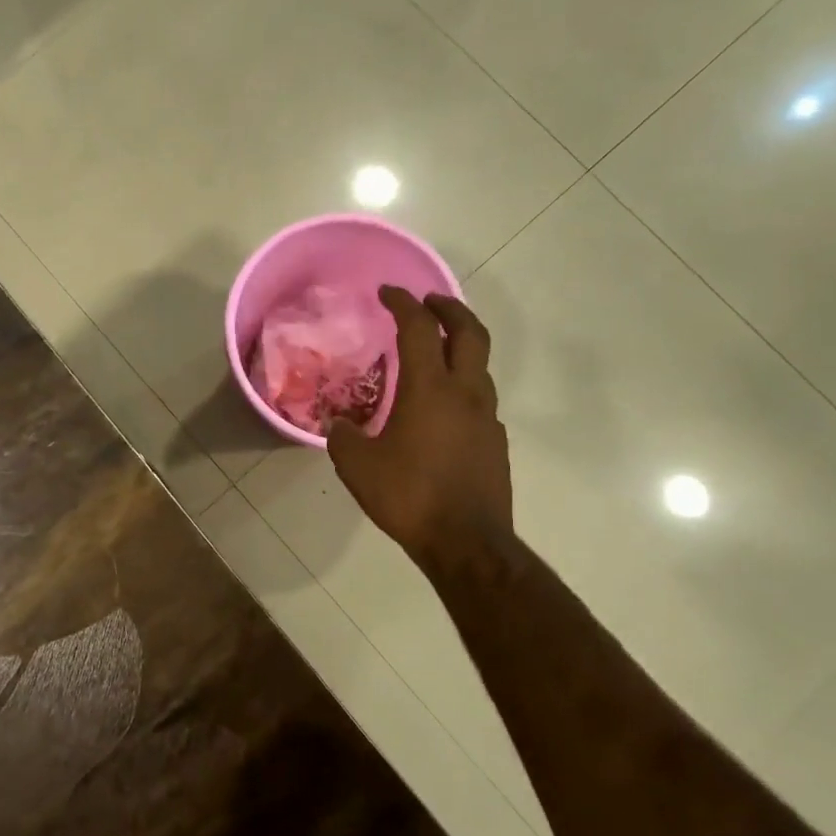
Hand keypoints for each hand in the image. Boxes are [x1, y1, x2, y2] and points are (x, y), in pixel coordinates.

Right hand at [328, 287, 512, 568]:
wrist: (467, 543)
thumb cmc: (409, 496)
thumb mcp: (358, 466)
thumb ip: (344, 437)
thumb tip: (339, 425)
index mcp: (430, 389)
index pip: (419, 328)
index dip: (403, 303)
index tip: (388, 292)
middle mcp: (466, 392)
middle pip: (469, 332)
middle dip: (449, 308)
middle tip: (428, 302)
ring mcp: (487, 417)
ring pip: (480, 365)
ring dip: (459, 347)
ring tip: (434, 354)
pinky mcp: (496, 442)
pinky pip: (481, 399)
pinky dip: (463, 386)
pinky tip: (443, 409)